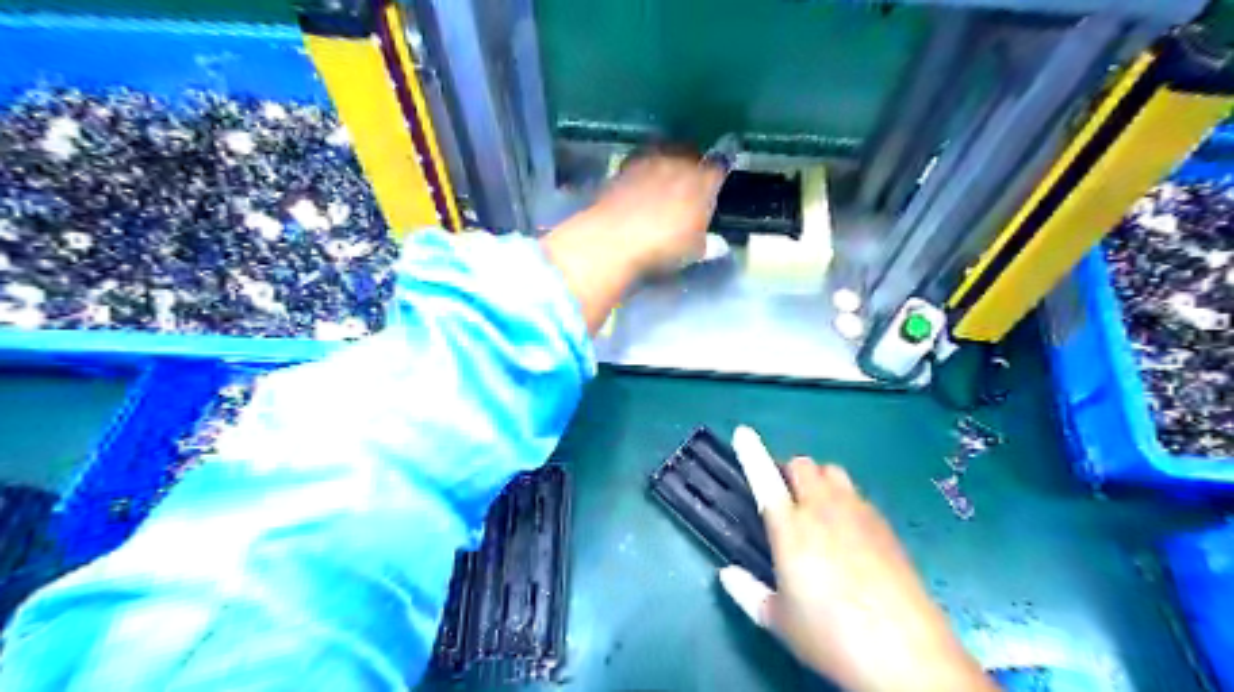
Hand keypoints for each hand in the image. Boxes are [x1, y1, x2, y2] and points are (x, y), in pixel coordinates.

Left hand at [592, 153, 725, 273]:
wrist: (614, 238)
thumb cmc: (664, 246)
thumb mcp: (692, 252)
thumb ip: (709, 244)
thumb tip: (720, 245)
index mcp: (703, 181)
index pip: (720, 164)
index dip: (721, 167)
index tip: (721, 170)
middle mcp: (679, 163)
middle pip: (691, 153)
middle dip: (692, 162)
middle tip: (690, 180)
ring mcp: (649, 161)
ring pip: (664, 153)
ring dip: (666, 162)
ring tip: (664, 180)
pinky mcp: (623, 167)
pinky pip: (640, 162)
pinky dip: (643, 171)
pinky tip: (639, 185)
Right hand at [725, 428, 989, 691]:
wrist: (907, 653)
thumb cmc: (831, 636)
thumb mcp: (780, 621)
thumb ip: (748, 593)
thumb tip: (727, 575)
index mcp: (790, 528)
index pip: (764, 477)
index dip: (751, 452)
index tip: (743, 432)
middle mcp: (823, 509)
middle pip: (803, 465)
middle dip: (788, 471)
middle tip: (784, 496)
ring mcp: (858, 513)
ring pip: (832, 472)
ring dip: (817, 479)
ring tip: (815, 507)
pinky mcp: (884, 525)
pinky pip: (856, 494)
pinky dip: (843, 498)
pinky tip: (847, 531)